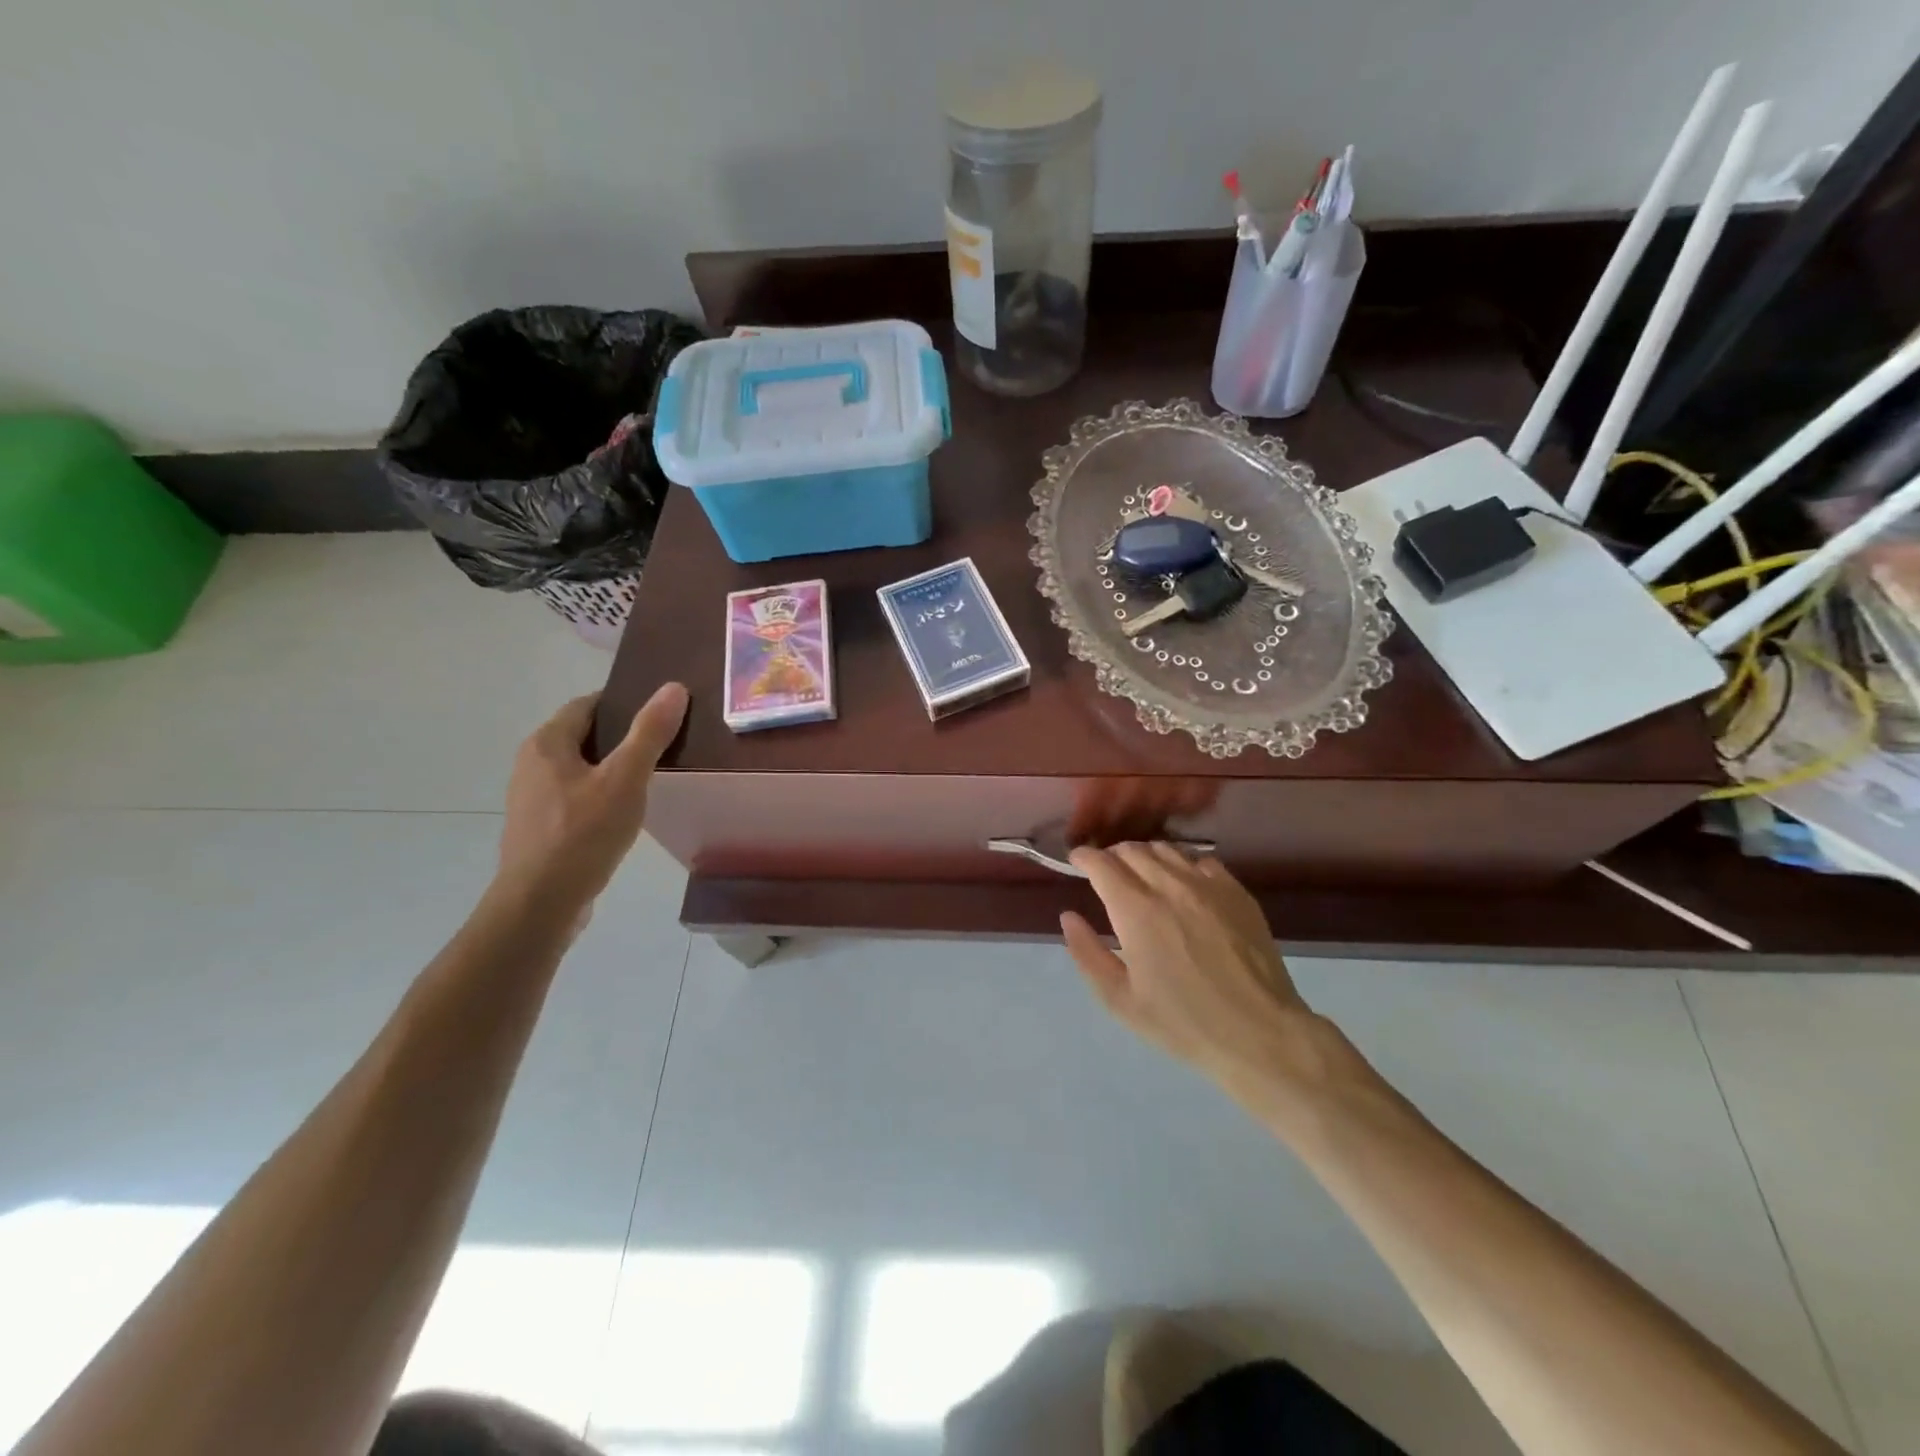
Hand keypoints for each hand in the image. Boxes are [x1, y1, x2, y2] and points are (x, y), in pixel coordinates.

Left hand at [496, 684, 688, 913]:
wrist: (540, 904)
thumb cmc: (582, 834)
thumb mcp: (625, 780)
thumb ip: (649, 733)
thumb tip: (673, 687)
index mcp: (547, 743)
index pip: (588, 704)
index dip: (624, 702)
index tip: (661, 711)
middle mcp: (532, 763)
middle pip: (583, 735)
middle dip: (622, 735)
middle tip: (665, 742)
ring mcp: (533, 797)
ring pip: (580, 768)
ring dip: (612, 767)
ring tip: (652, 776)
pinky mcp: (540, 826)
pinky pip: (576, 796)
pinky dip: (601, 794)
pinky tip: (625, 812)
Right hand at [1061, 844, 1347, 1107]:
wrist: (1259, 1033)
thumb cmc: (1183, 1023)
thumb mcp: (1121, 1000)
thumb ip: (1087, 954)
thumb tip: (1069, 916)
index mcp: (1136, 911)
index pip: (1102, 863)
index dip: (1084, 857)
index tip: (1077, 862)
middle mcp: (1170, 886)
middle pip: (1132, 850)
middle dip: (1111, 855)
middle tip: (1106, 872)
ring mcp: (1207, 885)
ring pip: (1166, 849)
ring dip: (1145, 856)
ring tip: (1141, 874)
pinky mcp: (1236, 892)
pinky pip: (1201, 861)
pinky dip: (1182, 864)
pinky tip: (1183, 885)